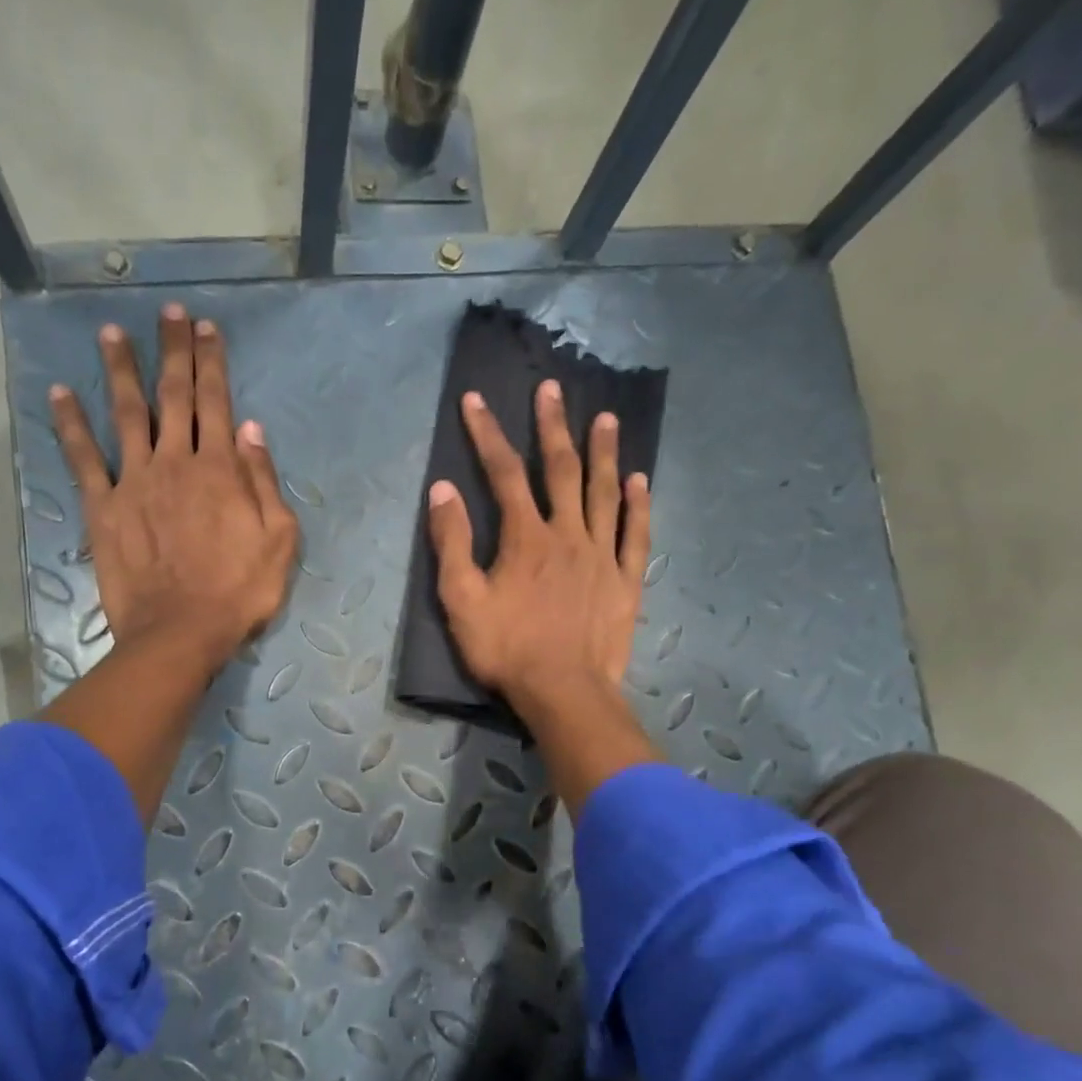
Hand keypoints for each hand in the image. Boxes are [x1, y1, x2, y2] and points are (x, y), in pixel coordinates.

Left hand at [49, 304, 298, 677]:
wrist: (180, 632)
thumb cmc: (239, 592)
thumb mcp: (278, 541)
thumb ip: (263, 481)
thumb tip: (251, 429)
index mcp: (219, 469)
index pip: (216, 402)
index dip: (212, 362)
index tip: (206, 329)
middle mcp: (175, 462)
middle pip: (173, 395)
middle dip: (173, 351)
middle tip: (168, 313)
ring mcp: (134, 481)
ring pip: (126, 413)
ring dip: (119, 370)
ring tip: (110, 332)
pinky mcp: (103, 507)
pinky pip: (83, 458)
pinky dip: (71, 424)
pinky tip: (60, 394)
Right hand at [426, 380, 659, 815]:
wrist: (563, 692)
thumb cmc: (506, 650)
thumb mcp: (461, 600)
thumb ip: (451, 543)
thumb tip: (442, 490)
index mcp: (525, 537)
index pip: (502, 473)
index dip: (486, 434)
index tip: (475, 400)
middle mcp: (567, 533)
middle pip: (560, 469)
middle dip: (551, 426)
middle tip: (552, 388)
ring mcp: (602, 554)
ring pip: (603, 492)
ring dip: (603, 452)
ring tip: (605, 417)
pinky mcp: (626, 579)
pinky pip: (635, 533)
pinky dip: (637, 504)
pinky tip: (639, 479)